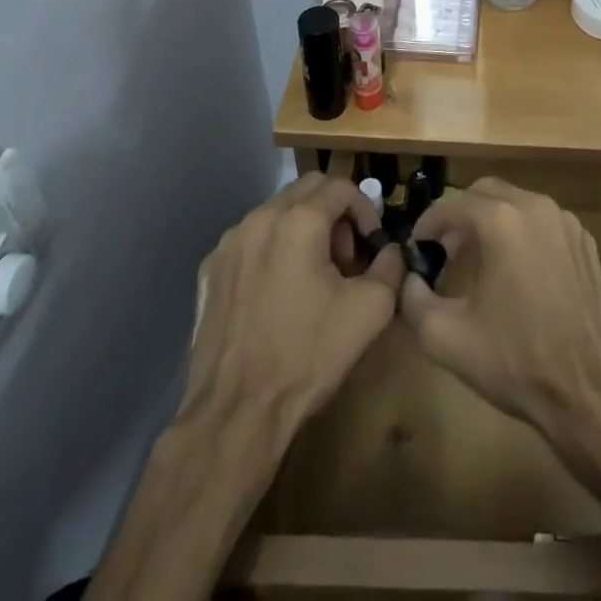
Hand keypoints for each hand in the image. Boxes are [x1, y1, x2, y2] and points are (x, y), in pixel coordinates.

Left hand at [179, 173, 402, 447]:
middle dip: (334, 213)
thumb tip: (390, 250)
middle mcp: (260, 218)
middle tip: (345, 257)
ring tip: (313, 277)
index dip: (365, 209)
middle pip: (307, 190)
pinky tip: (278, 294)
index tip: (371, 244)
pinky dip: (272, 250)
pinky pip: (250, 241)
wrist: (236, 414)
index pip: (341, 186)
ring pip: (276, 212)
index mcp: (299, 220)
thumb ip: (391, 265)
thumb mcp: (371, 310)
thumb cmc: (308, 355)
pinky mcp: (209, 271)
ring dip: (302, 229)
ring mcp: (228, 244)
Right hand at [399, 178, 600, 438]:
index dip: (428, 223)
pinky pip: (543, 222)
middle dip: (460, 215)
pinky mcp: (584, 240)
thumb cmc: (514, 361)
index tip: (417, 246)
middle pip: (486, 192)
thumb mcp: (446, 338)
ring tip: (478, 259)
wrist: (586, 389)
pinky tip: (517, 271)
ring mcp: (565, 221)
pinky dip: (523, 233)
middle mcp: (535, 207)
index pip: (452, 205)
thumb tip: (410, 279)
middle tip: (446, 249)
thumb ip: (414, 300)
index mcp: (501, 221)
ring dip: (492, 221)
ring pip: (517, 203)